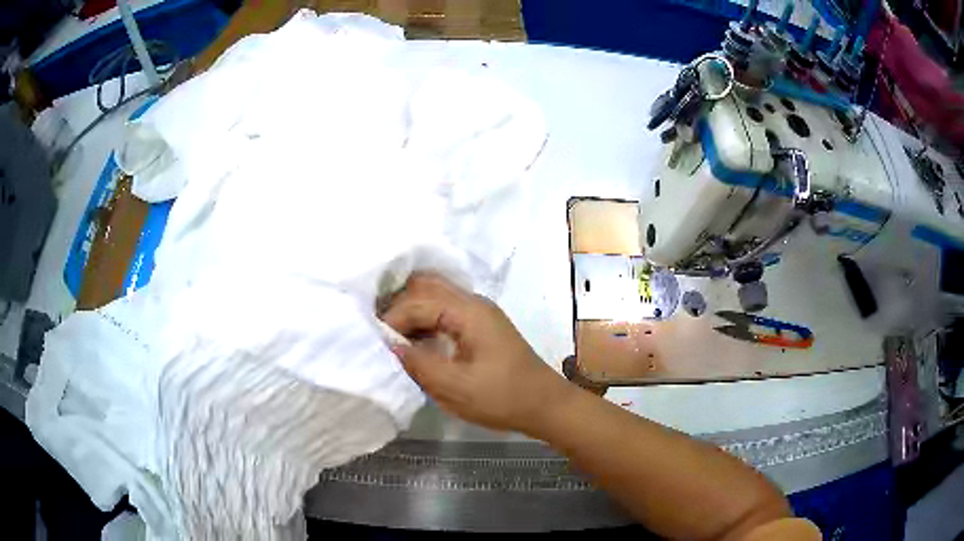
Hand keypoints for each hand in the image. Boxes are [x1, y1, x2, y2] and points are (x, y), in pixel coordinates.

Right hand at [380, 272, 570, 433]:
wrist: (545, 405)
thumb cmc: (503, 397)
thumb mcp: (455, 387)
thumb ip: (419, 363)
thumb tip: (390, 345)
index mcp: (468, 311)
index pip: (417, 301)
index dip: (392, 319)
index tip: (376, 343)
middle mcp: (473, 302)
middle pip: (426, 287)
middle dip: (399, 307)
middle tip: (382, 335)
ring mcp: (479, 312)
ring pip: (435, 296)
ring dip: (412, 313)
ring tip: (394, 340)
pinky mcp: (481, 326)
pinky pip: (445, 311)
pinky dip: (426, 321)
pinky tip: (416, 343)